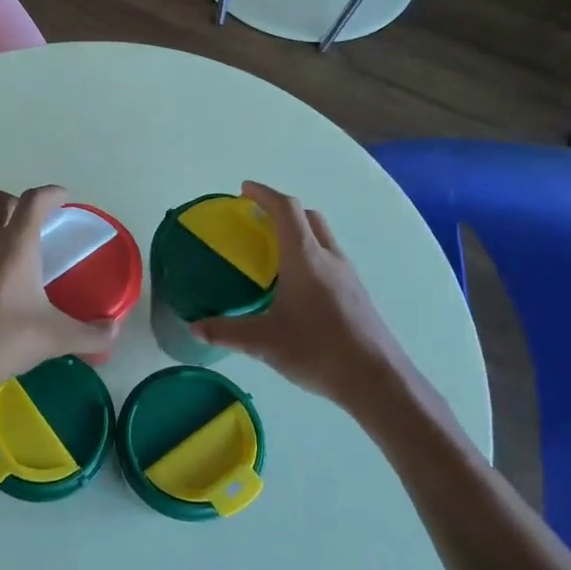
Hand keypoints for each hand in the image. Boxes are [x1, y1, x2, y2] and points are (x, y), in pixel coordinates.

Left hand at [0, 185, 118, 425]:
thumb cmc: (3, 342)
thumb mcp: (55, 339)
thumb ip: (90, 334)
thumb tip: (113, 331)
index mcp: (13, 247)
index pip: (32, 201)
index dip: (50, 194)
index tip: (63, 198)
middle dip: (18, 203)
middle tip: (38, 222)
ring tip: (21, 260)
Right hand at [193, 181, 410, 406]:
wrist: (376, 379)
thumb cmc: (318, 350)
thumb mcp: (264, 342)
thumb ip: (226, 332)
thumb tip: (194, 328)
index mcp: (305, 258)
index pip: (286, 209)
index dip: (264, 194)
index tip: (244, 190)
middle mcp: (329, 258)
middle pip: (308, 217)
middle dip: (282, 210)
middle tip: (257, 220)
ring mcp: (347, 275)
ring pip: (322, 237)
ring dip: (299, 232)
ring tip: (274, 253)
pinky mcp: (356, 294)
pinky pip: (329, 259)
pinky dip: (310, 255)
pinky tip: (296, 286)